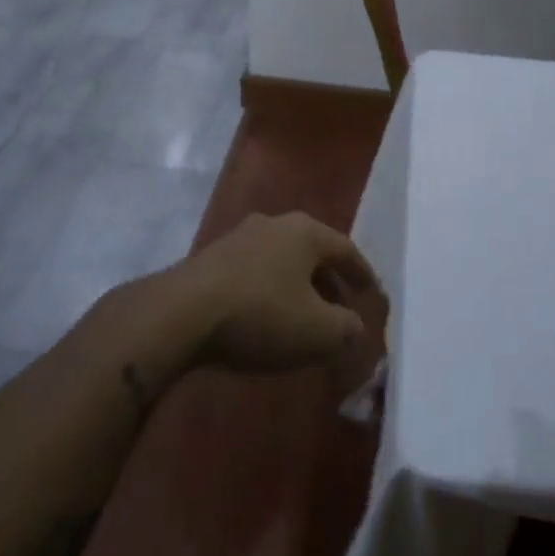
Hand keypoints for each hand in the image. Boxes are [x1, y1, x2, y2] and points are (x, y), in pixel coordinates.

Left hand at [178, 212, 377, 372]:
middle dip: (330, 283)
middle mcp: (274, 223)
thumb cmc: (261, 314)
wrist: (181, 314)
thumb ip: (347, 329)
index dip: (364, 276)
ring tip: (304, 319)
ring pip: (282, 261)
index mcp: (305, 231)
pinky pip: (255, 272)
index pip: (347, 250)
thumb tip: (355, 326)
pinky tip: (266, 319)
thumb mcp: (318, 332)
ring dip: (298, 288)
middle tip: (341, 312)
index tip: (373, 297)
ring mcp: (239, 237)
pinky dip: (270, 292)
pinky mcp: (211, 258)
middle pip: (313, 253)